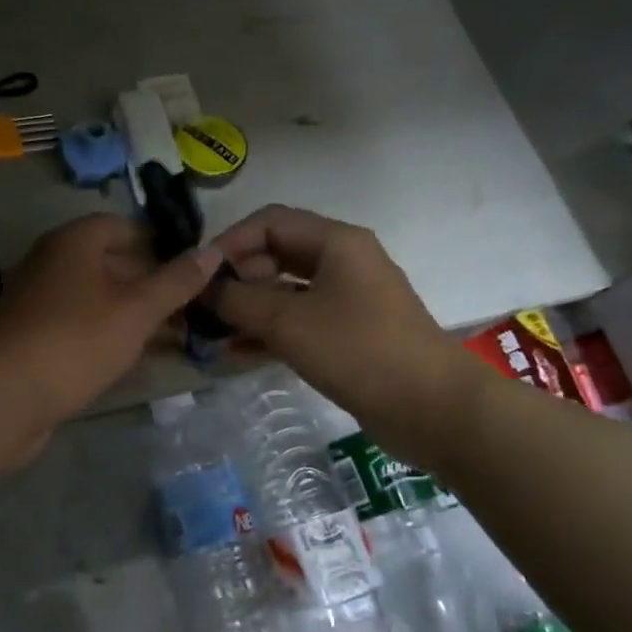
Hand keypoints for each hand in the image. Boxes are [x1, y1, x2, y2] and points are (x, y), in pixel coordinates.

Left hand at [0, 213, 224, 432]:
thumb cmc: (75, 340)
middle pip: (110, 263)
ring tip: (176, 335)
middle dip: (151, 282)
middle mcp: (52, 264)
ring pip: (97, 300)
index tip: (192, 262)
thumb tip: (212, 251)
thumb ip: (175, 281)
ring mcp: (39, 304)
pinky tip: (137, 362)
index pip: (121, 225)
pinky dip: (109, 339)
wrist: (1, 397)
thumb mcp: (136, 310)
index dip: (158, 240)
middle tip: (192, 304)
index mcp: (73, 243)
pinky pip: (82, 330)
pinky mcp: (34, 340)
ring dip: (133, 315)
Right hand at [210, 205, 484, 437]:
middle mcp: (342, 261)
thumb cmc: (359, 351)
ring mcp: (348, 298)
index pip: (268, 222)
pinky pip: (299, 320)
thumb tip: (204, 289)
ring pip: (285, 290)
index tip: (198, 275)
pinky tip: (237, 353)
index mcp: (335, 242)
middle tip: (204, 308)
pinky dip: (269, 331)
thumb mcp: (288, 322)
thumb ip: (238, 300)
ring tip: (211, 333)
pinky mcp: (349, 332)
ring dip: (248, 308)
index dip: (228, 243)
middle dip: (236, 277)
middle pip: (275, 254)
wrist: (433, 409)